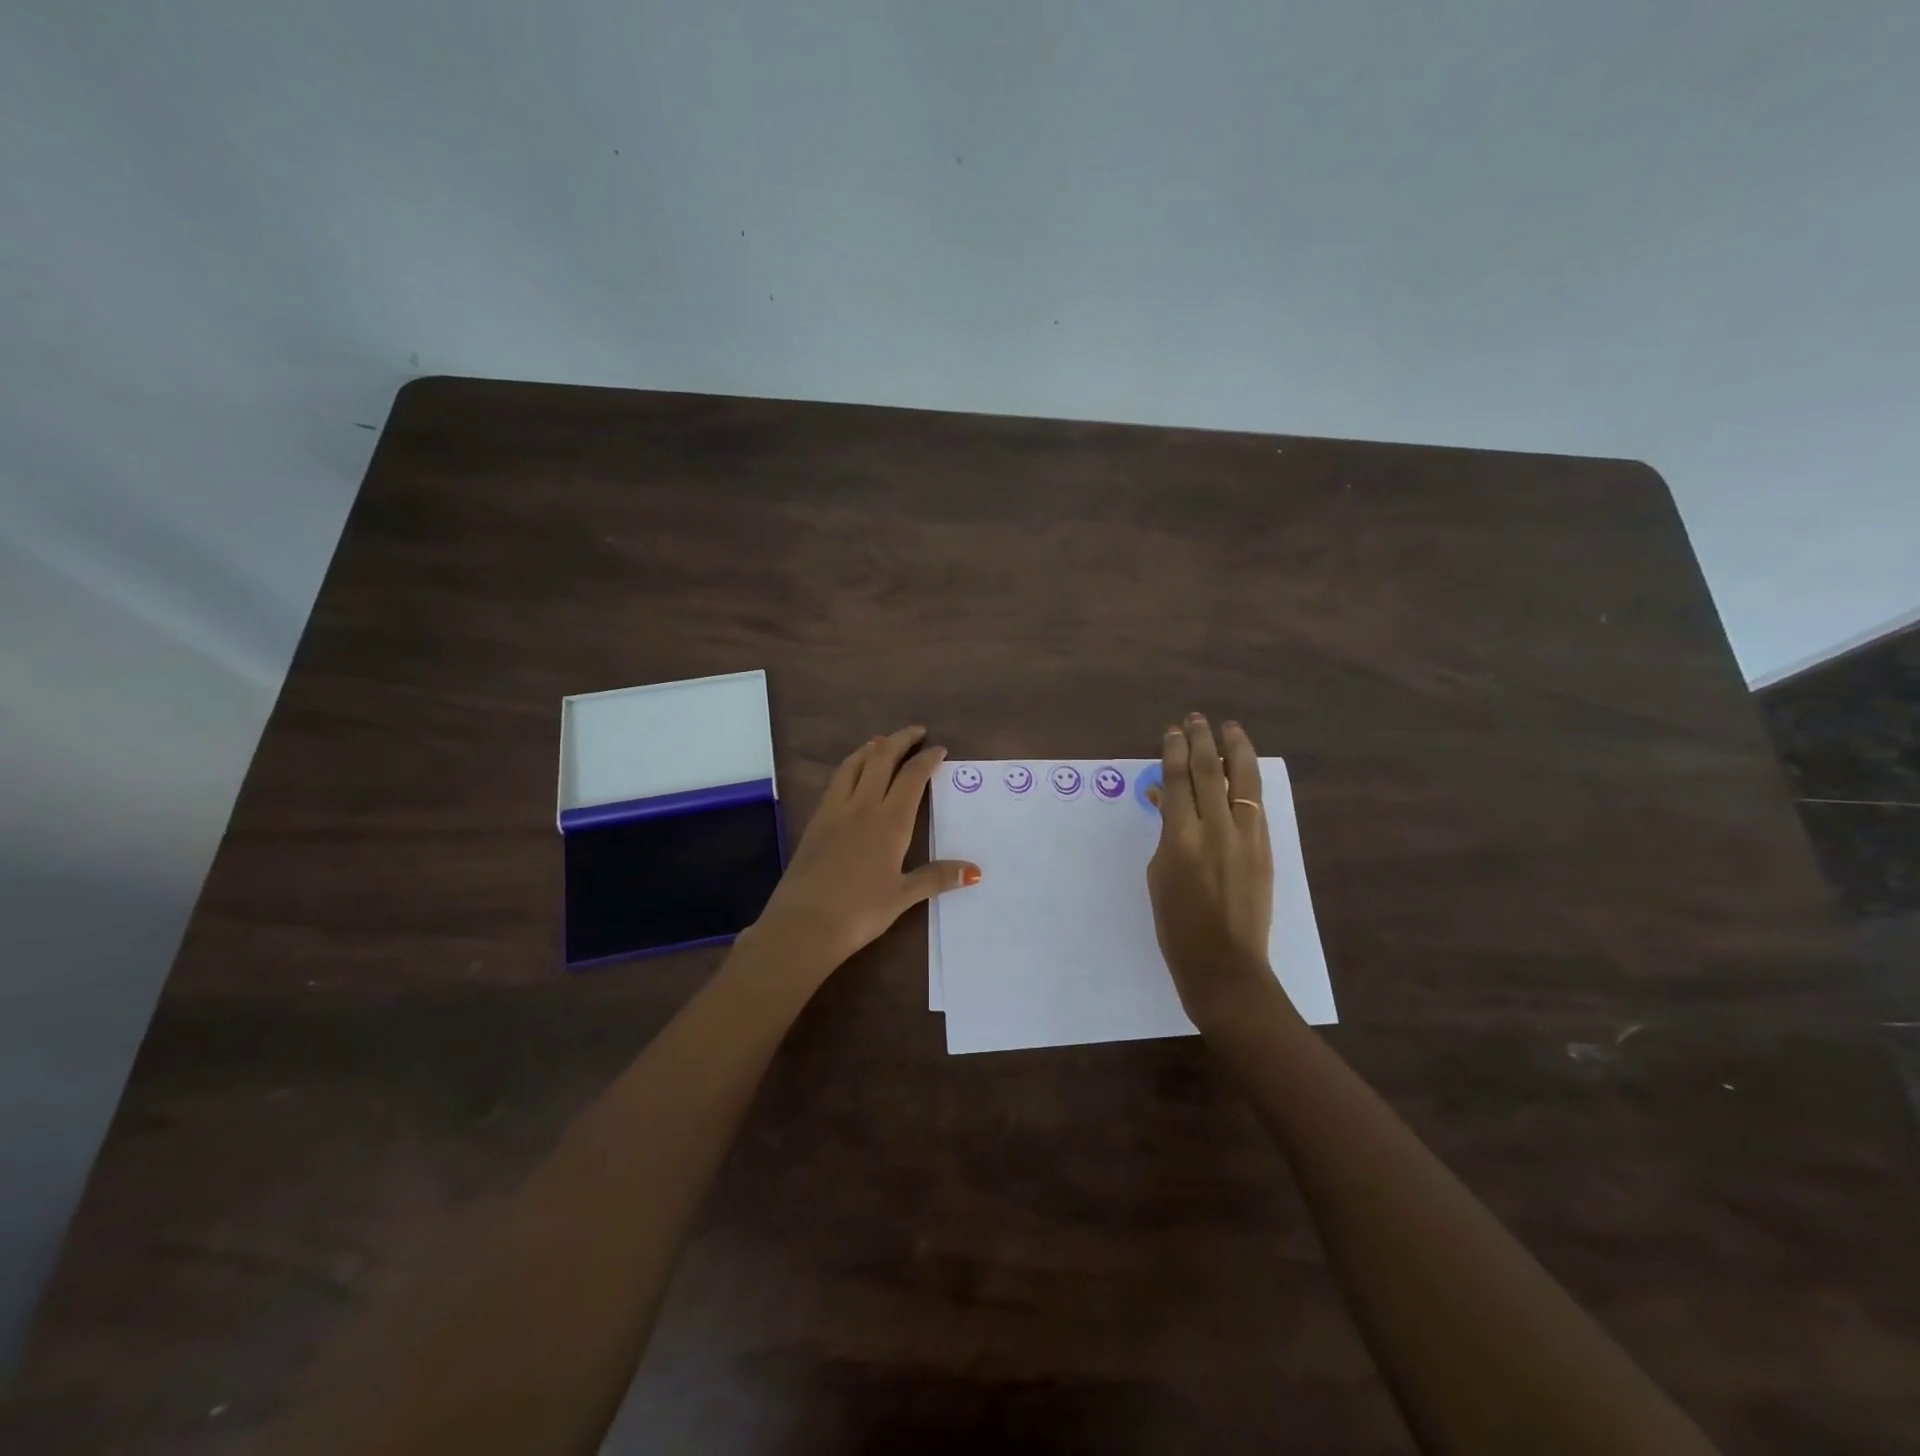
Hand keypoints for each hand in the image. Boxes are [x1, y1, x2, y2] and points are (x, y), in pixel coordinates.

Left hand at [750, 726, 979, 972]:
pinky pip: (836, 781)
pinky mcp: (816, 821)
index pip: (912, 777)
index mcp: (890, 821)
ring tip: (882, 742)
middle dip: (900, 740)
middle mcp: (863, 806)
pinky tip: (851, 774)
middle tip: (916, 732)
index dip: (927, 759)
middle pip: (881, 759)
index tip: (939, 749)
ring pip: (853, 764)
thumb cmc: (860, 911)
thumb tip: (975, 871)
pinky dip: (850, 766)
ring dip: (871, 748)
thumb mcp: (903, 896)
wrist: (803, 923)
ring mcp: (835, 810)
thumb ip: (937, 877)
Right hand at [1147, 714, 1280, 1030]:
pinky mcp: (1265, 847)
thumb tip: (1166, 801)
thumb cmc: (1177, 924)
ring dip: (1234, 748)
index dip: (1173, 750)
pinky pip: (1256, 802)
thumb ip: (1165, 832)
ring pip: (1242, 779)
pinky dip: (1248, 779)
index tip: (1172, 731)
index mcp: (1180, 838)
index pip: (1177, 779)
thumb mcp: (1159, 874)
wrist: (1225, 962)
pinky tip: (1243, 766)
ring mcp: (1246, 836)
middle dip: (1201, 739)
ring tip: (1230, 727)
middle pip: (1208, 770)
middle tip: (1196, 719)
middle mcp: (1216, 829)